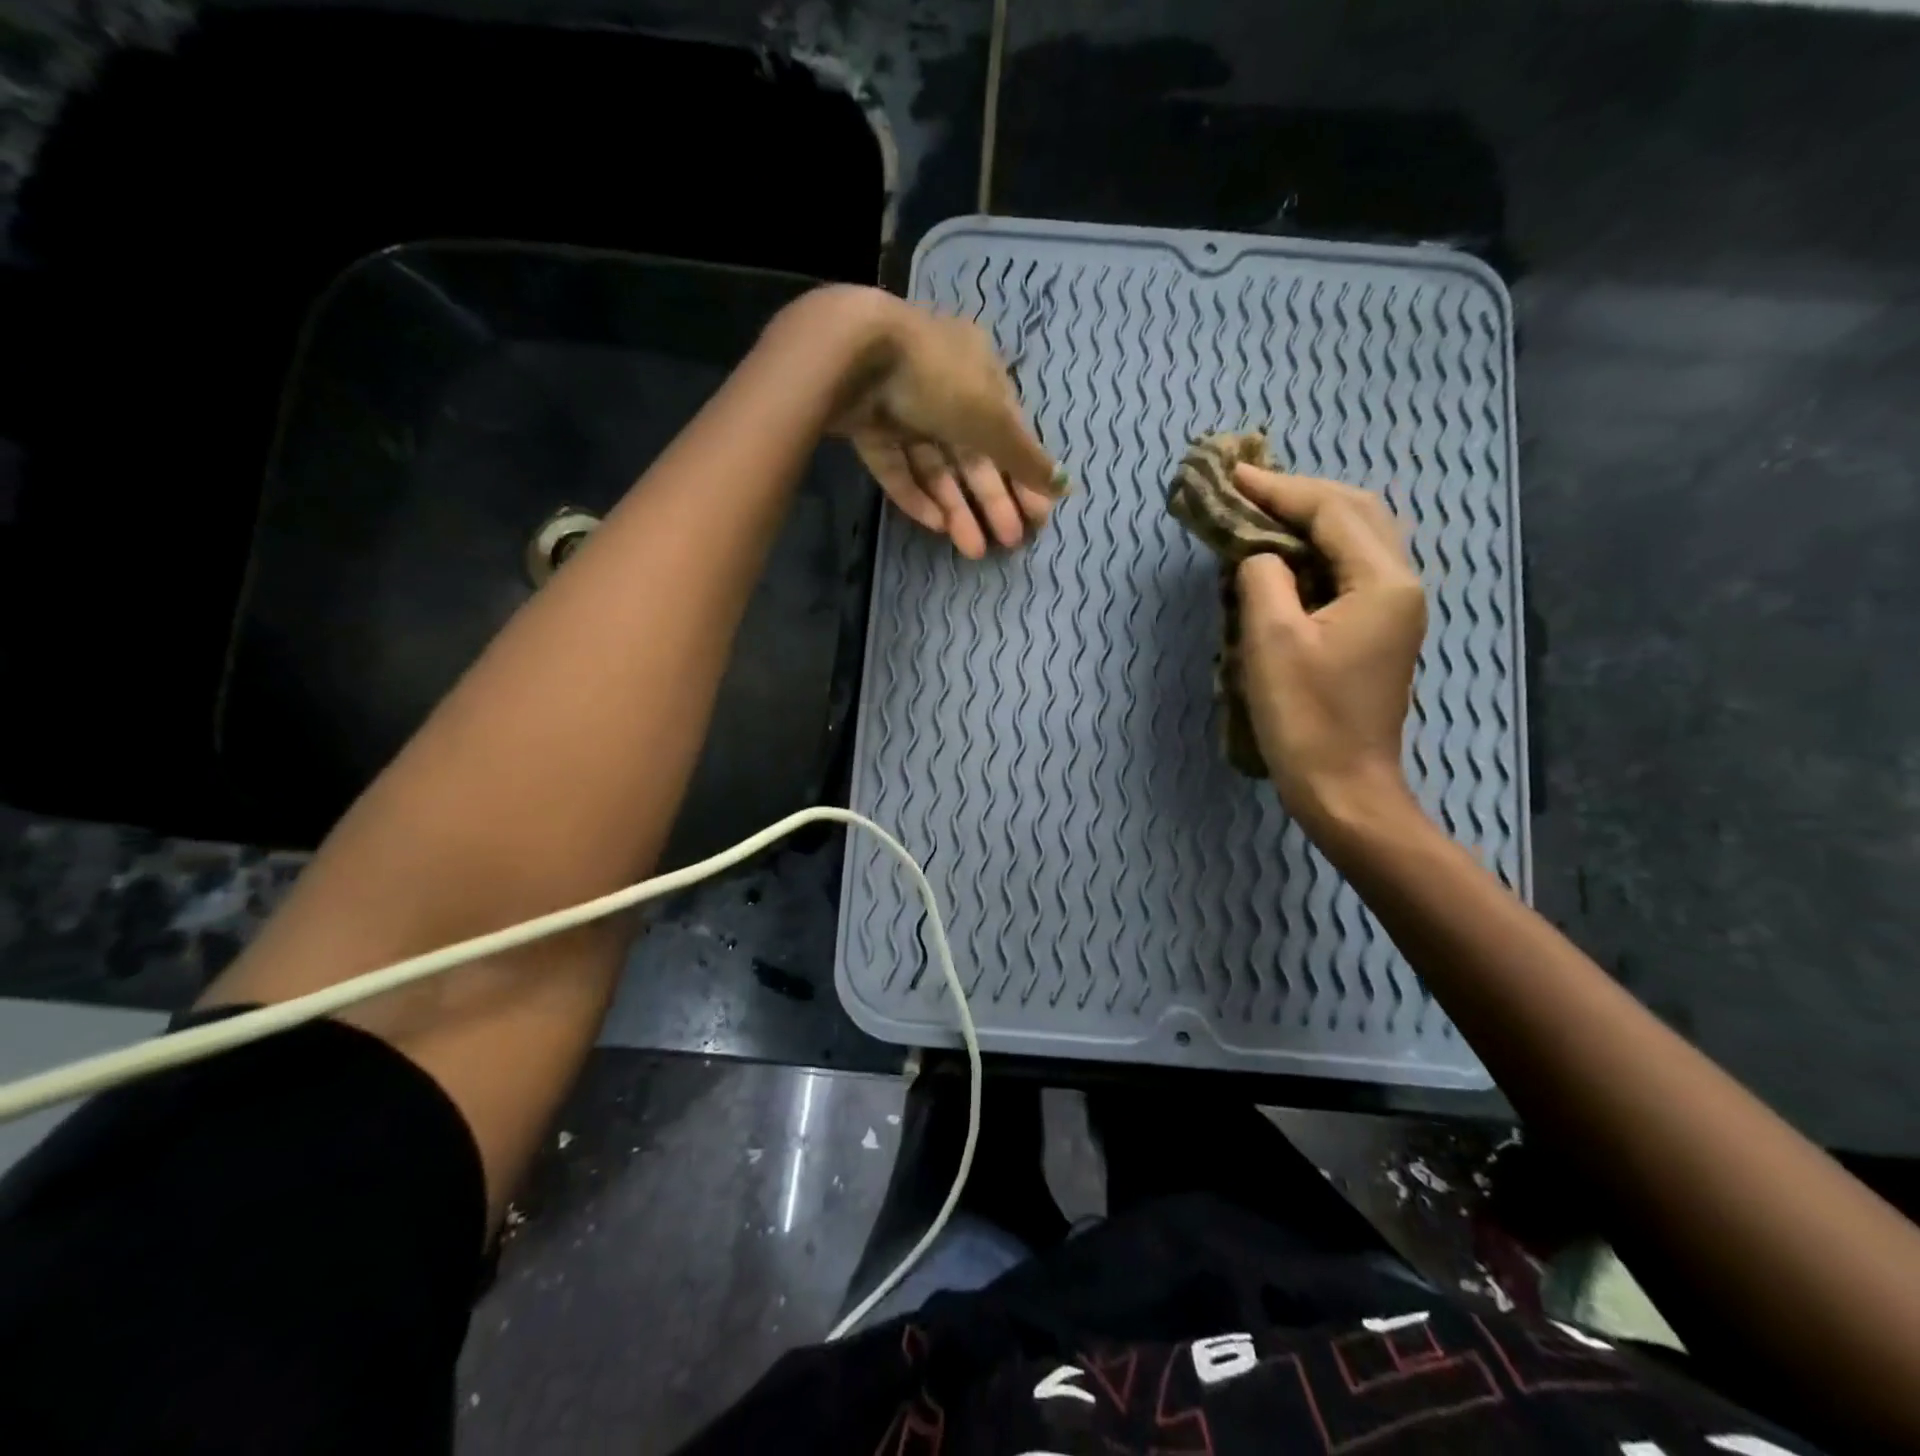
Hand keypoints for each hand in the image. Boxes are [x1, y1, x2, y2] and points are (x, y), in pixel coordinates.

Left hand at [817, 287, 1061, 559]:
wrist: (854, 357)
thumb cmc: (939, 379)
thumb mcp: (994, 419)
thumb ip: (1027, 457)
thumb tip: (1066, 485)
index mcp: (979, 371)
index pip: (1009, 431)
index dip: (1024, 475)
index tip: (1037, 516)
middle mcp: (943, 387)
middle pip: (973, 454)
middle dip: (992, 500)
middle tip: (1009, 542)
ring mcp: (902, 408)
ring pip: (936, 467)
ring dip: (956, 508)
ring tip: (973, 549)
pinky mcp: (869, 428)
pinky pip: (898, 468)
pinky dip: (916, 496)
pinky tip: (935, 527)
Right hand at [1232, 464, 1427, 836]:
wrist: (1344, 787)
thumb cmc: (1305, 717)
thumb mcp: (1271, 640)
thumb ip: (1263, 578)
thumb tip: (1260, 555)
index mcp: (1382, 582)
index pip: (1331, 512)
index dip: (1279, 489)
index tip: (1233, 476)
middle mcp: (1401, 585)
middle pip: (1356, 514)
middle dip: (1300, 494)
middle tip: (1248, 488)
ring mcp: (1395, 610)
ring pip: (1358, 539)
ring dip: (1312, 518)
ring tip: (1263, 512)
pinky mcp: (1380, 631)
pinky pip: (1351, 569)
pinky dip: (1317, 550)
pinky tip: (1286, 555)